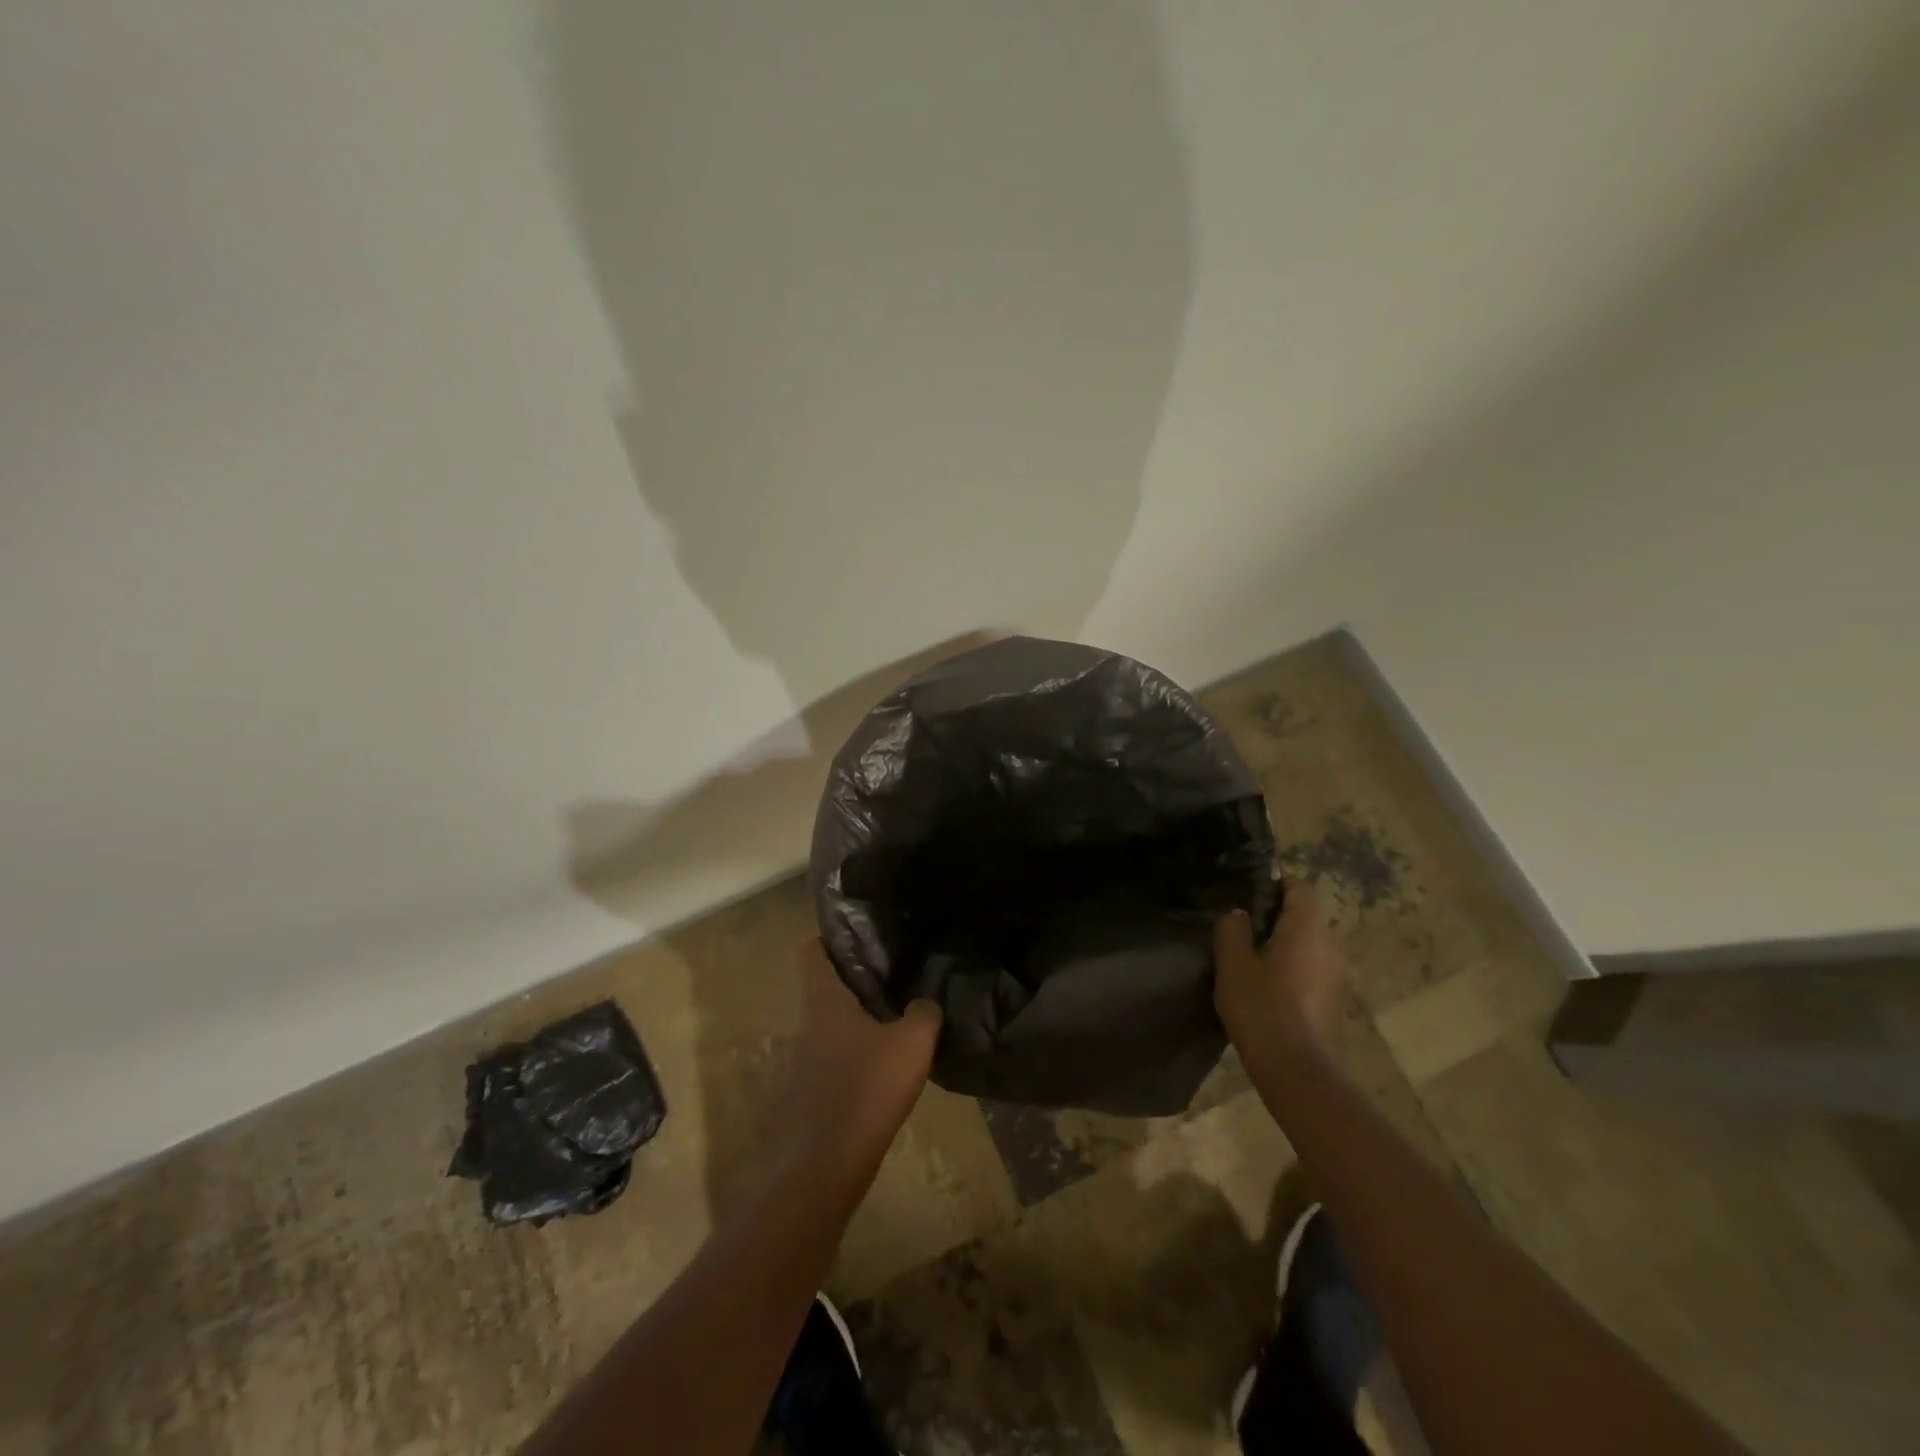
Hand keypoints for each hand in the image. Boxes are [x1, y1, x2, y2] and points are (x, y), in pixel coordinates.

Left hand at [778, 940, 941, 1178]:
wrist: (823, 1168)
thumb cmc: (864, 1090)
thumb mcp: (911, 1043)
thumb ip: (924, 1014)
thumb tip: (926, 1002)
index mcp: (824, 1000)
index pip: (812, 951)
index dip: (833, 937)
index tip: (865, 934)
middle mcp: (809, 1023)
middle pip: (828, 986)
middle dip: (859, 977)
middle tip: (898, 971)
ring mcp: (808, 1060)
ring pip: (835, 1022)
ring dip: (862, 1016)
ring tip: (902, 1013)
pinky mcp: (816, 1092)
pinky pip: (840, 1056)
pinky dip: (861, 1051)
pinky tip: (891, 1062)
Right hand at [1213, 881, 1345, 1061]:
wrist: (1297, 1071)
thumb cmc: (1262, 1008)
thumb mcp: (1233, 964)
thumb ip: (1232, 930)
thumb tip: (1239, 914)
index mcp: (1307, 929)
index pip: (1299, 888)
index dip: (1274, 884)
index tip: (1247, 894)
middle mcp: (1330, 946)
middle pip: (1305, 916)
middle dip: (1275, 917)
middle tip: (1240, 928)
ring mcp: (1336, 977)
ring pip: (1308, 945)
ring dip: (1283, 945)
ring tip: (1249, 959)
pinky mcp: (1333, 1002)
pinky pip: (1311, 970)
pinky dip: (1291, 968)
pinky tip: (1265, 987)